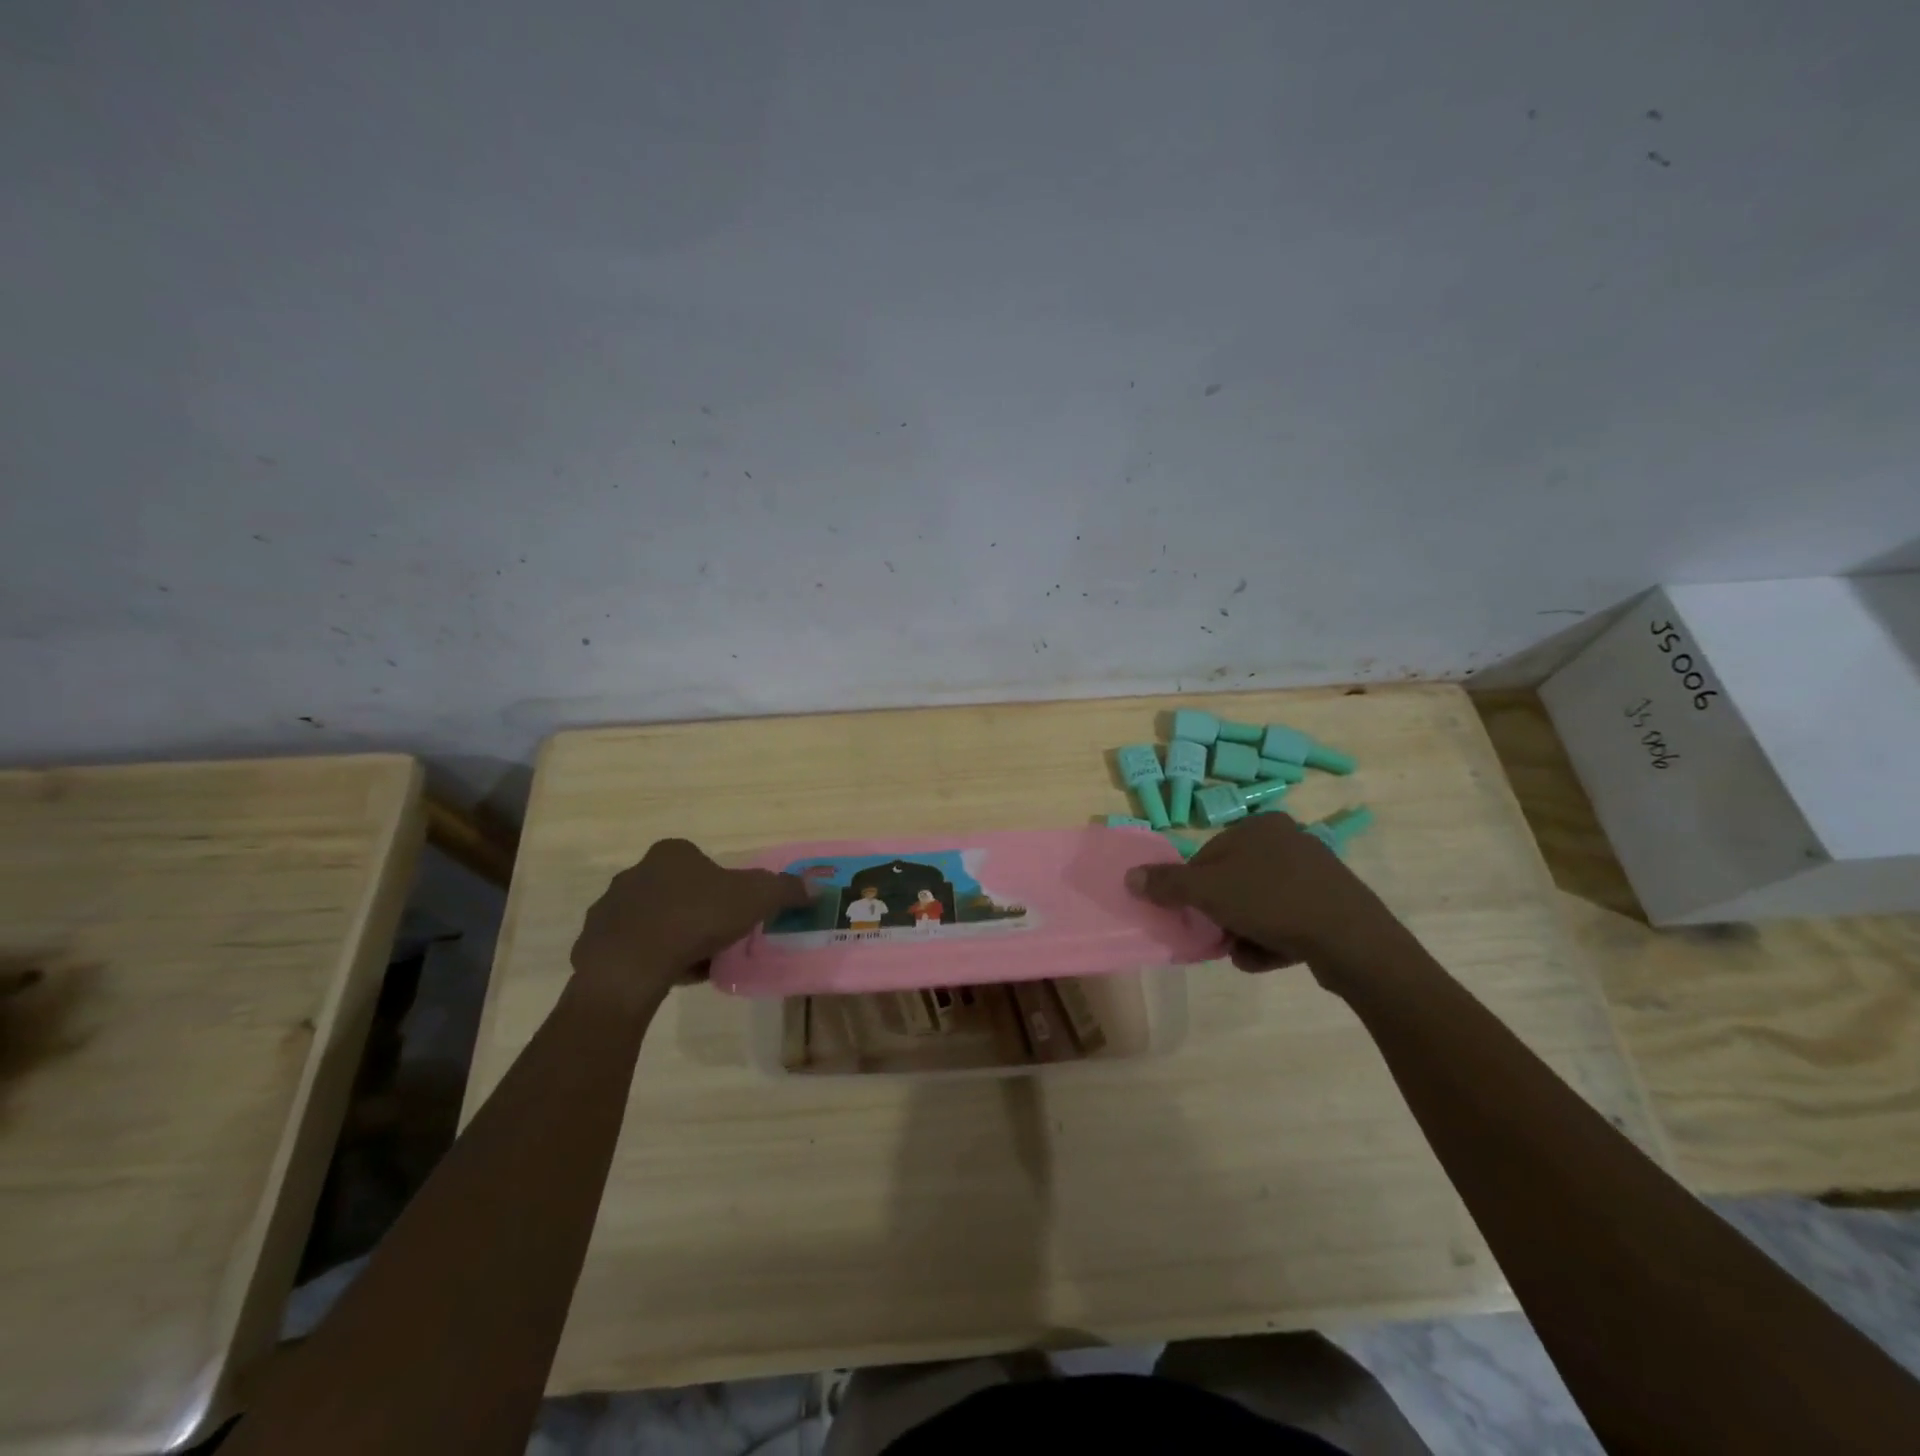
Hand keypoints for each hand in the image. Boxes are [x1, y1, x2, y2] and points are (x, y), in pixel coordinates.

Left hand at [571, 839, 809, 1006]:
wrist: (631, 965)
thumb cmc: (696, 918)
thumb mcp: (755, 899)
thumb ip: (784, 889)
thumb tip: (815, 886)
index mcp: (672, 853)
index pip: (703, 864)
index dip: (723, 888)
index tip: (735, 913)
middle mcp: (636, 872)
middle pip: (678, 890)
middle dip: (697, 912)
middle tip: (718, 939)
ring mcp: (610, 908)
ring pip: (653, 920)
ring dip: (673, 937)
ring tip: (694, 963)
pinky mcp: (594, 943)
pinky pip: (631, 948)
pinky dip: (650, 959)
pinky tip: (668, 976)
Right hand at [1124, 815, 1408, 982]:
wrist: (1352, 940)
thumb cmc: (1272, 901)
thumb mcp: (1209, 891)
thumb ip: (1167, 884)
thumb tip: (1129, 876)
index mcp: (1260, 826)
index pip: (1209, 856)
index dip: (1195, 889)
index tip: (1196, 915)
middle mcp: (1289, 841)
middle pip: (1233, 882)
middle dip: (1222, 915)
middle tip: (1220, 937)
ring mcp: (1315, 873)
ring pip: (1259, 905)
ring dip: (1244, 931)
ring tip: (1246, 953)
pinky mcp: (1332, 904)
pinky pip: (1287, 920)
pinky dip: (1273, 939)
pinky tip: (1271, 956)